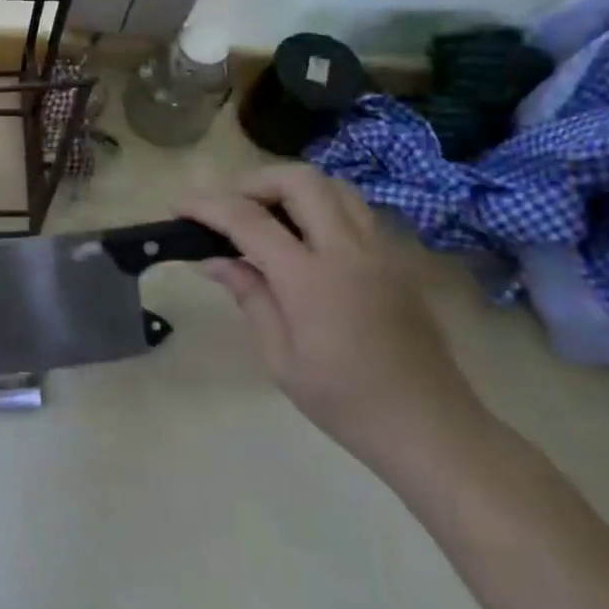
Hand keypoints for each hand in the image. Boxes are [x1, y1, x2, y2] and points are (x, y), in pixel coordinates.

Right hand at [180, 165, 491, 478]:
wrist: (430, 428)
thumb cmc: (345, 402)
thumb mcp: (280, 358)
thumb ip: (250, 296)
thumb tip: (213, 260)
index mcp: (311, 280)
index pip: (249, 220)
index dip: (207, 206)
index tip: (179, 207)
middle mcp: (348, 251)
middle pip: (299, 180)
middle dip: (254, 181)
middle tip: (228, 208)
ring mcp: (379, 251)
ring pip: (333, 185)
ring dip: (291, 188)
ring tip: (265, 216)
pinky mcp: (396, 260)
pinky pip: (355, 209)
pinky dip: (321, 205)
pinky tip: (304, 237)